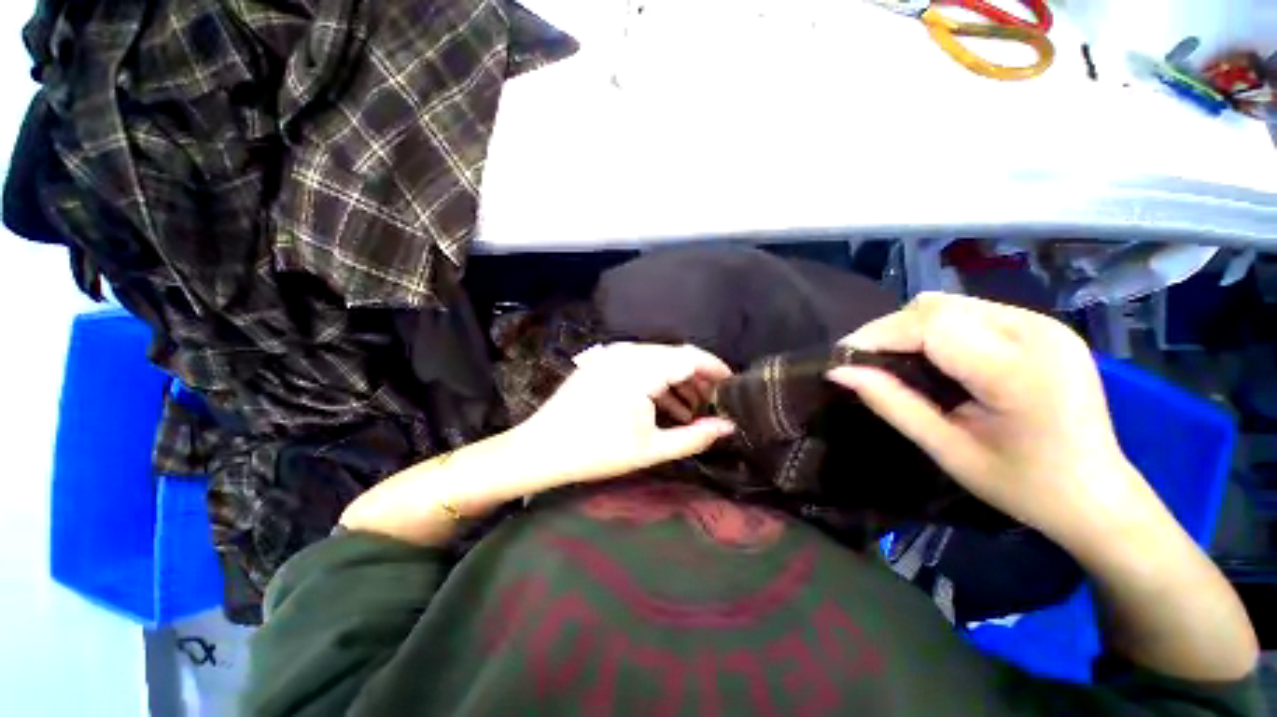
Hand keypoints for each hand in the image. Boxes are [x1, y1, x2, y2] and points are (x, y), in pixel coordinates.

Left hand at [512, 342, 737, 484]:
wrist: (542, 448)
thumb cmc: (598, 451)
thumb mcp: (651, 448)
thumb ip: (694, 436)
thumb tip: (729, 427)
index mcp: (642, 369)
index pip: (690, 357)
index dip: (715, 369)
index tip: (733, 384)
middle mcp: (628, 352)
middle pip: (675, 356)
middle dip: (698, 378)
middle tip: (713, 403)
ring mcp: (612, 354)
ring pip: (658, 359)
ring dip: (677, 380)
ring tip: (692, 409)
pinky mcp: (603, 361)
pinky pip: (639, 363)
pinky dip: (657, 380)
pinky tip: (664, 403)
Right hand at [827, 293, 1158, 548]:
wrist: (1098, 495)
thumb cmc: (1024, 486)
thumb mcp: (948, 451)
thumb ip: (892, 404)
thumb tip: (839, 372)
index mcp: (1019, 371)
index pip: (932, 325)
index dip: (878, 334)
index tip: (844, 357)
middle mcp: (1037, 333)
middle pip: (938, 306)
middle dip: (891, 329)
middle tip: (868, 363)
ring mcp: (1045, 325)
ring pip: (951, 304)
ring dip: (913, 328)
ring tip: (898, 362)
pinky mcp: (1044, 328)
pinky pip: (971, 312)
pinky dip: (939, 329)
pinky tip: (936, 359)